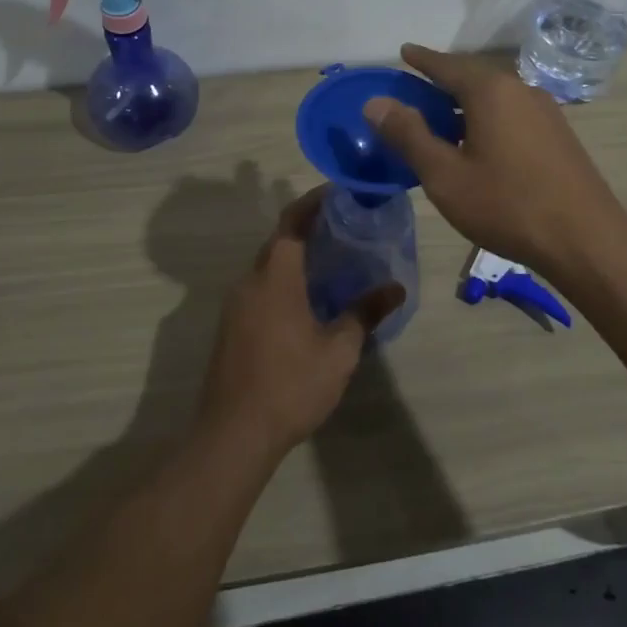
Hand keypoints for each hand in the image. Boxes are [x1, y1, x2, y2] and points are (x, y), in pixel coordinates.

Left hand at [196, 188, 404, 461]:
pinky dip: (282, 280)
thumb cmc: (290, 385)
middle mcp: (249, 282)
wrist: (233, 434)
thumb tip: (396, 288)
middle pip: (278, 242)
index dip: (313, 202)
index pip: (292, 223)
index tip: (337, 191)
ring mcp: (235, 306)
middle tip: (343, 226)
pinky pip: (259, 288)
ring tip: (330, 260)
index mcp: (275, 278)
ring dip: (294, 256)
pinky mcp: (230, 327)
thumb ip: (365, 313)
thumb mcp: (339, 351)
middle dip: (307, 228)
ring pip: (267, 267)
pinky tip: (306, 299)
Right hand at [363, 43, 626, 278]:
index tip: (404, 51)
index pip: (447, 65)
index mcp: (491, 91)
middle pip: (474, 75)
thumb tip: (376, 102)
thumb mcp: (445, 175)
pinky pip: (512, 112)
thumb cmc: (507, 205)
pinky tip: (479, 141)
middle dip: (444, 79)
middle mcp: (520, 89)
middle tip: (417, 85)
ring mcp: (545, 111)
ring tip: (442, 116)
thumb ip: (409, 135)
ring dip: (466, 100)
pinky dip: (487, 116)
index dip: (422, 59)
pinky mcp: (558, 134)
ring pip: (495, 95)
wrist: (584, 239)